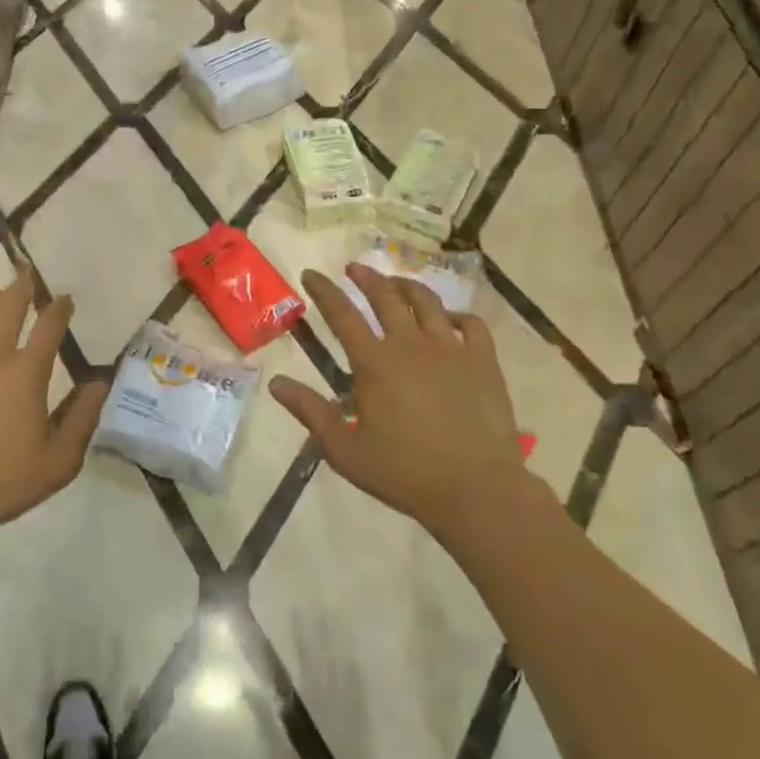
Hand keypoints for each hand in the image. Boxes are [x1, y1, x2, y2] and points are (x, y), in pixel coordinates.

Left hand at [0, 265, 107, 536]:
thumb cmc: (2, 482)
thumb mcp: (59, 460)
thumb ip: (83, 417)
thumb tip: (101, 382)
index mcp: (27, 372)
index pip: (50, 324)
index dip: (60, 307)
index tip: (65, 300)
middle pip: (10, 302)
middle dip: (24, 286)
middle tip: (28, 280)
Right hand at [269, 264, 530, 538]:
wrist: (476, 490)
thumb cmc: (405, 472)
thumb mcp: (345, 450)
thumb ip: (310, 412)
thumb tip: (276, 383)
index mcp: (375, 363)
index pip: (342, 314)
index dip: (324, 291)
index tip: (312, 274)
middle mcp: (411, 344)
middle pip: (386, 296)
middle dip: (366, 277)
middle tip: (354, 268)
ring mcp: (451, 349)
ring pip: (427, 302)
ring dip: (407, 286)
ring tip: (396, 283)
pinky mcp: (483, 362)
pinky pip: (472, 325)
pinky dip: (458, 315)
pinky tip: (450, 319)